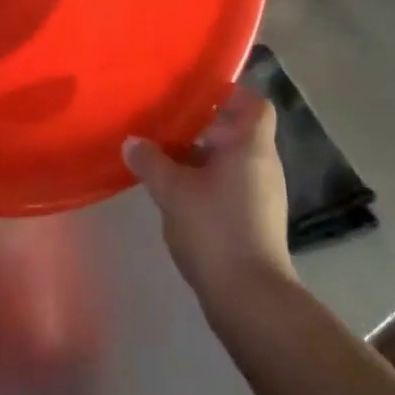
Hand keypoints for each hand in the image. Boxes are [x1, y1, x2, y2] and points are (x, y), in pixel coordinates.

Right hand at [125, 84, 295, 300]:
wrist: (251, 300)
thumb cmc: (216, 229)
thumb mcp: (173, 190)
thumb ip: (150, 161)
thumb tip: (131, 141)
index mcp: (251, 146)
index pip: (254, 103)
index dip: (229, 94)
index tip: (197, 93)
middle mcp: (263, 165)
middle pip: (238, 131)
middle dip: (204, 126)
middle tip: (167, 121)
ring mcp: (263, 196)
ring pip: (231, 161)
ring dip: (202, 156)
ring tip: (165, 155)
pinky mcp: (255, 222)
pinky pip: (231, 186)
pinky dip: (207, 182)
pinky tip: (178, 193)